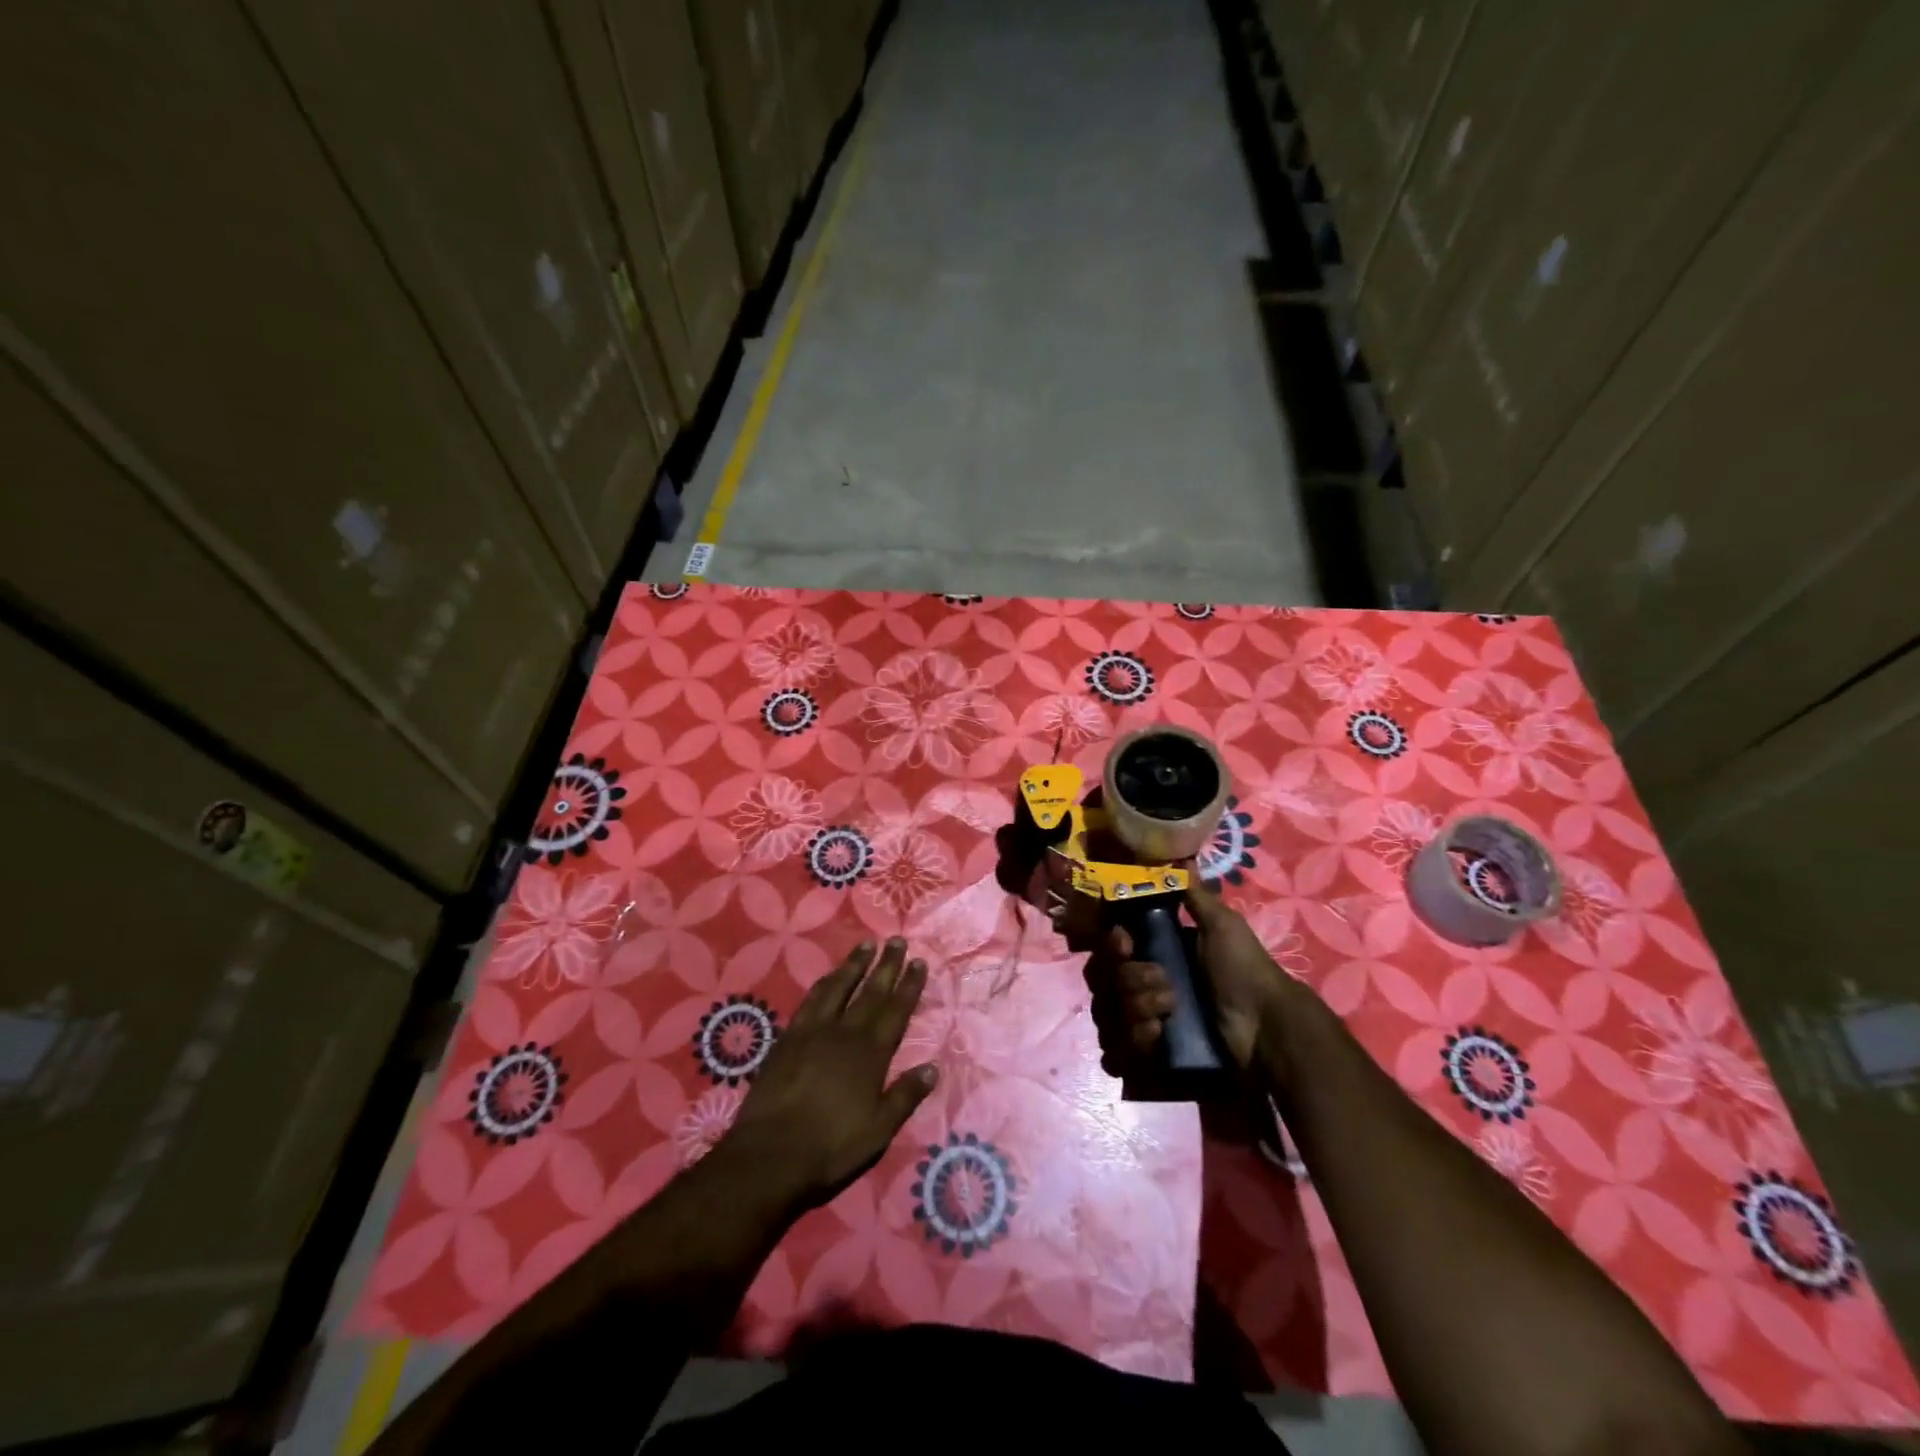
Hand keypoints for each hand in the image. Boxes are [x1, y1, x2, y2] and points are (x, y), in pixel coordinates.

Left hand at [723, 938, 937, 1211]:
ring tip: (866, 945)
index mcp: (871, 1055)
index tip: (918, 962)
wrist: (771, 1154)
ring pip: (839, 988)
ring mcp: (814, 1032)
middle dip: (886, 965)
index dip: (909, 986)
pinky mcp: (789, 1037)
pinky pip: (811, 1000)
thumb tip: (933, 1067)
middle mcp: (845, 1033)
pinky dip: (824, 983)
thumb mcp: (878, 1131)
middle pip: (871, 992)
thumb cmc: (831, 1147)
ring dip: (854, 965)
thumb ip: (905, 1096)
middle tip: (896, 940)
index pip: (896, 1011)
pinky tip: (829, 975)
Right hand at [1086, 883, 1296, 1076]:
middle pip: (1105, 980)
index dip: (1111, 945)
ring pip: (1109, 1014)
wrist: (1265, 1027)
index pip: (1111, 948)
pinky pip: (1118, 1051)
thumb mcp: (1222, 926)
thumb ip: (1196, 896)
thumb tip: (1184, 859)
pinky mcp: (1150, 1057)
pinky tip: (1159, 1039)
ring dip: (1136, 1010)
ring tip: (1169, 1014)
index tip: (1126, 943)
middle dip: (1132, 981)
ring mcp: (1143, 1022)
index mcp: (1155, 955)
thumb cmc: (1242, 970)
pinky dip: (1135, 1042)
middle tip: (1166, 986)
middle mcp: (1142, 987)